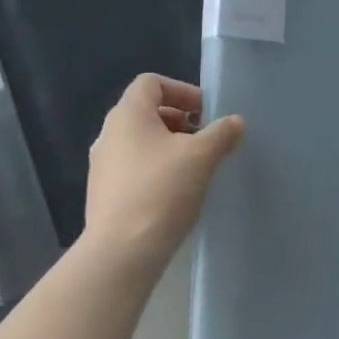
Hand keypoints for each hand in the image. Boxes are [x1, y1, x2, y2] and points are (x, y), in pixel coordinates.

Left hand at [84, 74, 244, 266]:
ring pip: (140, 142)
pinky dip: (154, 170)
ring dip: (168, 147)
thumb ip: (221, 133)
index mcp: (128, 114)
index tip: (204, 112)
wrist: (120, 255)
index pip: (151, 83)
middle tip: (204, 140)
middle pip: (146, 112)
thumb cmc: (161, 192)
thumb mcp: (201, 157)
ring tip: (193, 168)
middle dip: (179, 121)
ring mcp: (101, 166)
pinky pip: (132, 169)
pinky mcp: (102, 194)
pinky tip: (174, 194)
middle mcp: (108, 133)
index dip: (181, 91)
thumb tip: (236, 121)